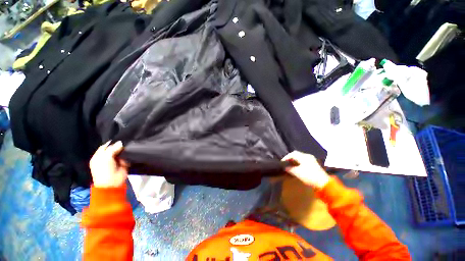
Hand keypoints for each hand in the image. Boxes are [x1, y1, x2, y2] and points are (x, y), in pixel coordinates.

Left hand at [89, 141, 128, 187]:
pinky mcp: (123, 163)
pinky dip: (128, 155)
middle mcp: (106, 157)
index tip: (120, 138)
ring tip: (130, 144)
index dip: (111, 142)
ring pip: (120, 152)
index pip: (105, 146)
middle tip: (126, 140)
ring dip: (124, 150)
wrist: (112, 183)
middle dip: (119, 145)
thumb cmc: (104, 170)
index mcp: (99, 156)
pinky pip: (126, 157)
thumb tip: (121, 142)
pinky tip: (132, 150)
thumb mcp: (106, 157)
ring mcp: (115, 161)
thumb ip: (113, 149)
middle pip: (113, 148)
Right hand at [282, 151, 329, 188]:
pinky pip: (304, 160)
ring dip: (295, 160)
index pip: (292, 154)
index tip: (282, 162)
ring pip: (300, 157)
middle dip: (290, 158)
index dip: (286, 157)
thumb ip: (290, 168)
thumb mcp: (297, 172)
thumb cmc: (309, 176)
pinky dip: (299, 162)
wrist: (323, 183)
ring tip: (290, 164)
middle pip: (296, 154)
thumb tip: (285, 167)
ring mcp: (312, 160)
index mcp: (303, 156)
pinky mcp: (314, 164)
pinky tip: (297, 167)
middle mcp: (308, 156)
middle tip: (286, 162)